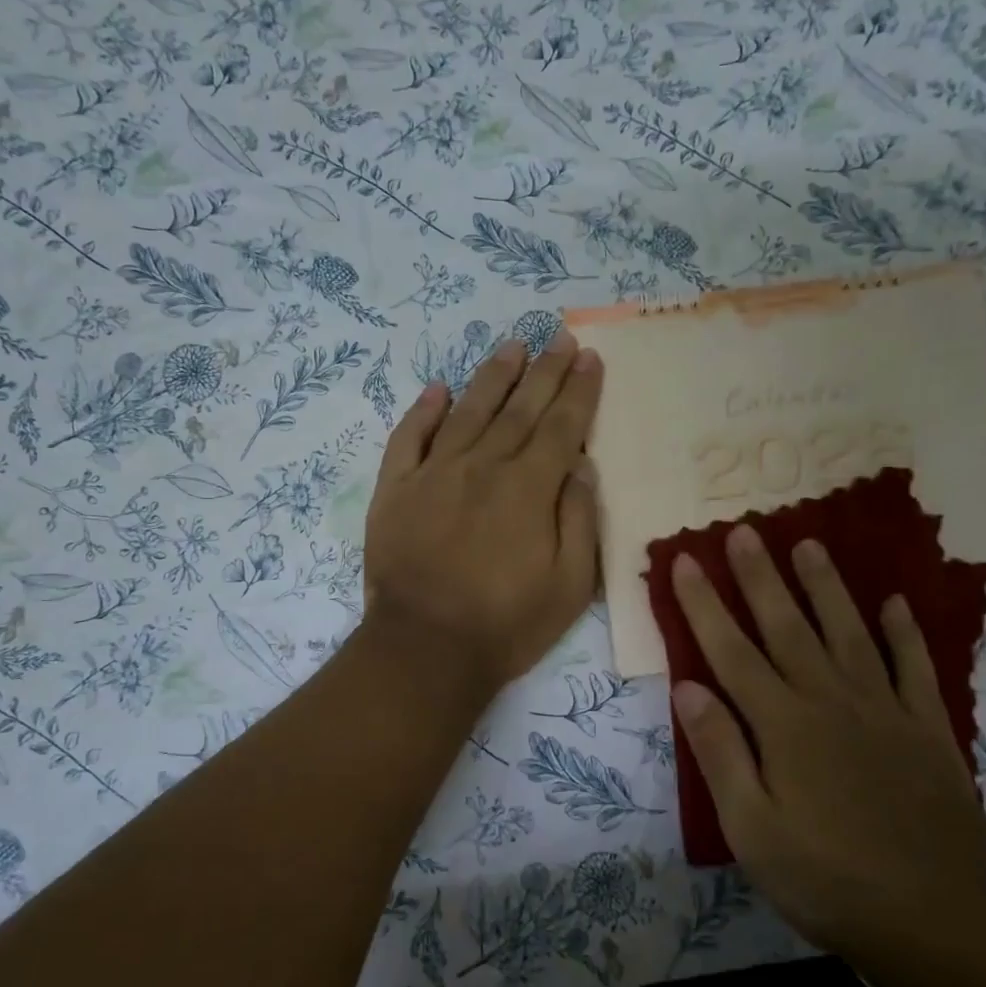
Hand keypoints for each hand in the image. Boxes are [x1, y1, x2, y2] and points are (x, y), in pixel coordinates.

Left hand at [362, 331, 602, 697]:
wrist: (425, 649)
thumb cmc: (506, 624)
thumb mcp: (570, 585)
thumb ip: (579, 519)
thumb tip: (580, 466)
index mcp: (528, 488)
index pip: (561, 426)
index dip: (579, 391)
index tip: (590, 358)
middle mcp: (483, 467)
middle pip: (519, 408)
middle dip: (544, 371)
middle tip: (560, 337)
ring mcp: (434, 474)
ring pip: (468, 411)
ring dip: (493, 376)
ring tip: (512, 346)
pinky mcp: (395, 489)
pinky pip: (409, 439)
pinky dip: (423, 411)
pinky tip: (437, 389)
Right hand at [669, 525, 985, 956]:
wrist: (936, 920)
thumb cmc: (827, 878)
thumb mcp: (752, 829)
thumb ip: (721, 753)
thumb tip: (688, 688)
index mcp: (783, 725)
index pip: (731, 651)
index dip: (704, 604)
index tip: (685, 560)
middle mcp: (830, 701)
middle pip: (788, 626)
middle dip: (761, 577)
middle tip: (744, 530)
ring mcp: (884, 710)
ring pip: (849, 632)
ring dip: (826, 586)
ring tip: (809, 544)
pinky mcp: (928, 728)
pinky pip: (914, 667)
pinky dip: (905, 633)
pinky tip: (895, 603)